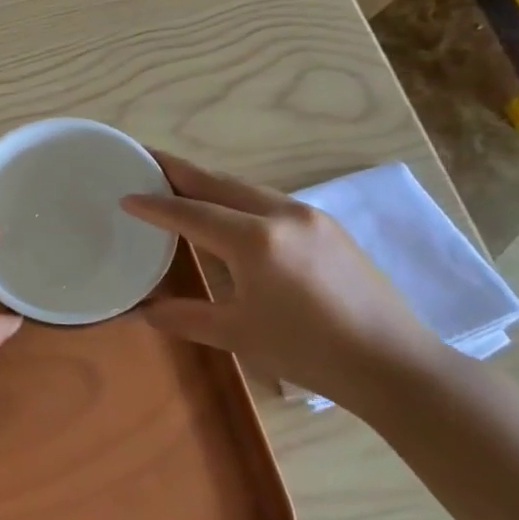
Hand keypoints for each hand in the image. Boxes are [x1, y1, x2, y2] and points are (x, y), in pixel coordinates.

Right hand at [122, 152, 448, 413]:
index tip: (125, 195)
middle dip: (177, 169)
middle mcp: (281, 214)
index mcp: (255, 241)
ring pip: (245, 186)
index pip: (190, 213)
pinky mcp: (327, 224)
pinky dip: (236, 196)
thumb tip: (141, 311)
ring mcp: (309, 215)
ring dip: (208, 181)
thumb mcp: (238, 335)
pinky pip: (268, 199)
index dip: (154, 204)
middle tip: (143, 157)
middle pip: (217, 182)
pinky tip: (227, 209)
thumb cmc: (309, 352)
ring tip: (177, 180)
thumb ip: (185, 317)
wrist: (393, 363)